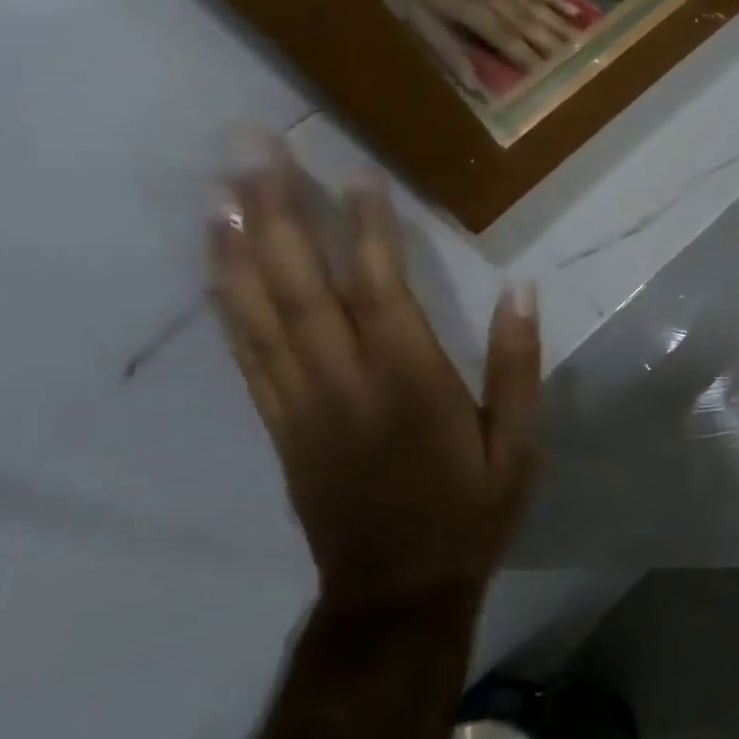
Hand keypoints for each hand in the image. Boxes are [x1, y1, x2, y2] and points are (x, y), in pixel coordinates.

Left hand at [210, 138, 541, 615]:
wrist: (396, 592)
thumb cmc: (471, 512)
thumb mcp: (519, 445)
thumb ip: (517, 364)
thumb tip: (521, 288)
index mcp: (410, 385)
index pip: (380, 291)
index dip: (367, 229)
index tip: (358, 173)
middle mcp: (344, 384)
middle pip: (300, 287)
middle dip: (278, 212)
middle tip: (253, 147)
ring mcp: (300, 403)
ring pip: (259, 312)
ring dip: (238, 244)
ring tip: (221, 184)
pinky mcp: (279, 423)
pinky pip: (245, 352)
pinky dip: (225, 300)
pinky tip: (218, 261)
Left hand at [390, 0, 585, 70]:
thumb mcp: (418, 21)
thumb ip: (450, 52)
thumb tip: (475, 87)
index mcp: (477, 16)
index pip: (514, 46)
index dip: (534, 64)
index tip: (556, 83)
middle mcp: (499, 0)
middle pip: (535, 29)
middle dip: (559, 50)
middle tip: (584, 68)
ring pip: (541, 10)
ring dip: (564, 29)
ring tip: (587, 47)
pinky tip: (576, 11)